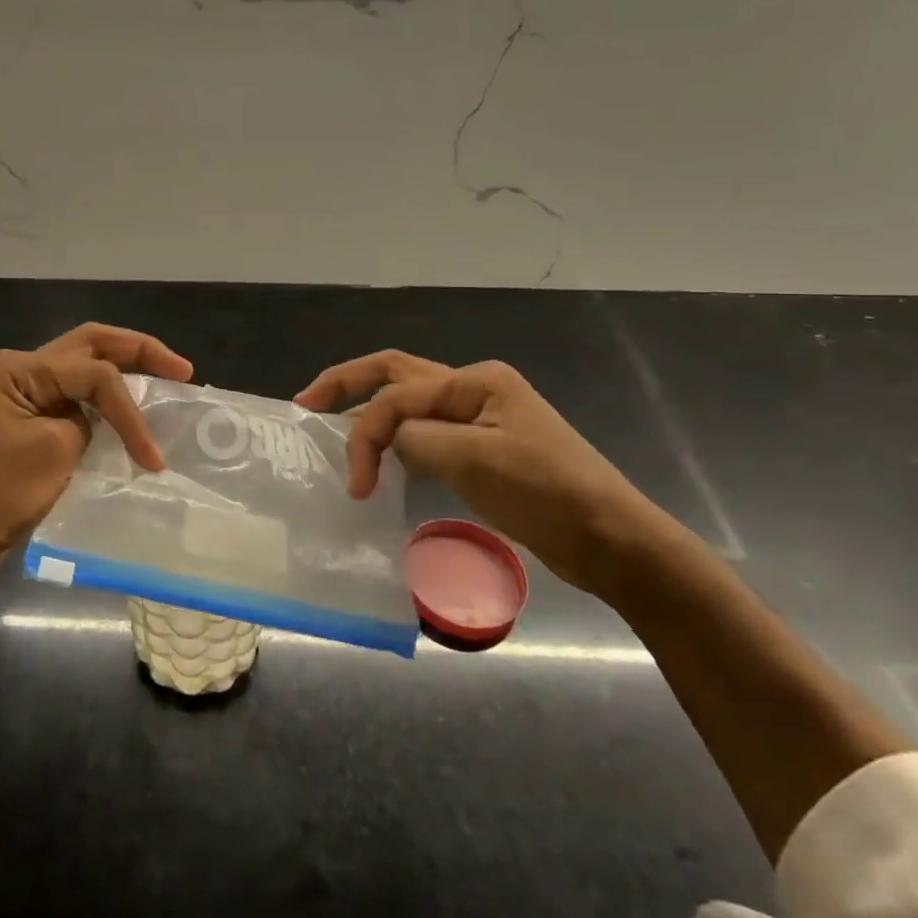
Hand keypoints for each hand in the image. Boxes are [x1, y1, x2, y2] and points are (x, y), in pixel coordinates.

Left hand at [0, 322, 192, 591]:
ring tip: (165, 382)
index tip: (153, 456)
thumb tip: (103, 425)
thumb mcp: (52, 452)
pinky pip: (72, 404)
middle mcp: (19, 372)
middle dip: (138, 352)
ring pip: (82, 372)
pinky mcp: (24, 427)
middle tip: (182, 369)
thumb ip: (89, 425)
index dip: (131, 410)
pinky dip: (104, 408)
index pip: (94, 373)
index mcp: (19, 368)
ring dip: (123, 376)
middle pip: (90, 347)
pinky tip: (130, 417)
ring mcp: (20, 399)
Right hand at [295, 351, 669, 590]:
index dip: (366, 434)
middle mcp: (473, 389)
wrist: (612, 542)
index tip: (354, 485)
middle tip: (306, 404)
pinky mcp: (479, 451)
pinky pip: (423, 434)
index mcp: (475, 381)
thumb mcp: (478, 461)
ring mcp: (478, 420)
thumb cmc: (549, 494)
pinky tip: (378, 458)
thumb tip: (388, 441)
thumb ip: (418, 440)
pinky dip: (394, 440)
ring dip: (369, 411)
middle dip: (347, 385)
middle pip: (395, 375)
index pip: (398, 397)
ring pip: (408, 403)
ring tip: (329, 424)